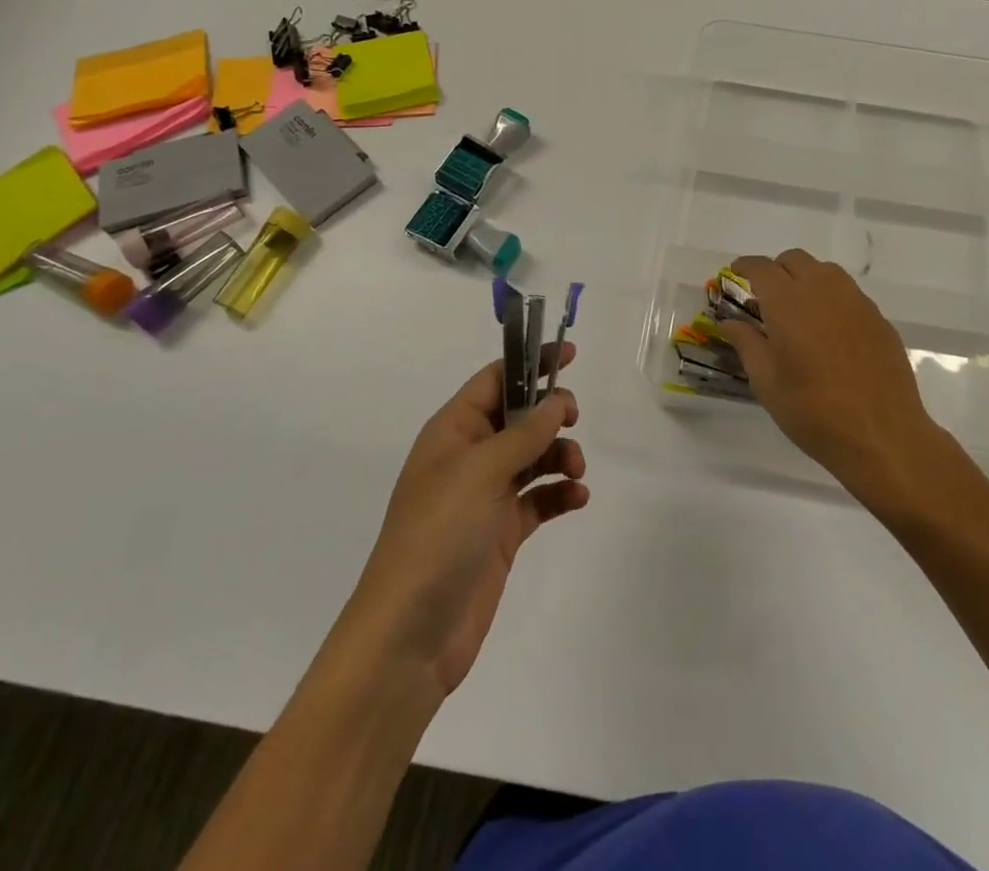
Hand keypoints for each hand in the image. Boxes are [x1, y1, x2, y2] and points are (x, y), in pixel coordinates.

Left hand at [341, 346, 587, 699]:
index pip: (495, 380)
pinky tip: (577, 498)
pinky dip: (560, 493)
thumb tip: (558, 400)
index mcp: (453, 431)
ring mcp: (485, 496)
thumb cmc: (439, 534)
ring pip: (534, 456)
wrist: (410, 635)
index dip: (530, 362)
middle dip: (551, 414)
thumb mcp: (482, 471)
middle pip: (519, 417)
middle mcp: (469, 457)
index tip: (570, 354)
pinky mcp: (501, 532)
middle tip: (573, 420)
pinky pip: (539, 499)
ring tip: (575, 472)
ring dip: (560, 455)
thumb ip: (526, 432)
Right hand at [723, 250, 943, 504]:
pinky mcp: (878, 318)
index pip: (760, 267)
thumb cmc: (813, 410)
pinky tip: (830, 335)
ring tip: (799, 314)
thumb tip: (729, 321)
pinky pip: (848, 294)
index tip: (734, 277)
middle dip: (776, 272)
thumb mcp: (766, 381)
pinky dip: (831, 301)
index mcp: (788, 301)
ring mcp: (855, 301)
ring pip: (824, 272)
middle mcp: (822, 289)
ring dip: (805, 281)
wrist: (882, 436)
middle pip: (794, 260)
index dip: (744, 267)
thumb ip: (746, 342)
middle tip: (765, 301)